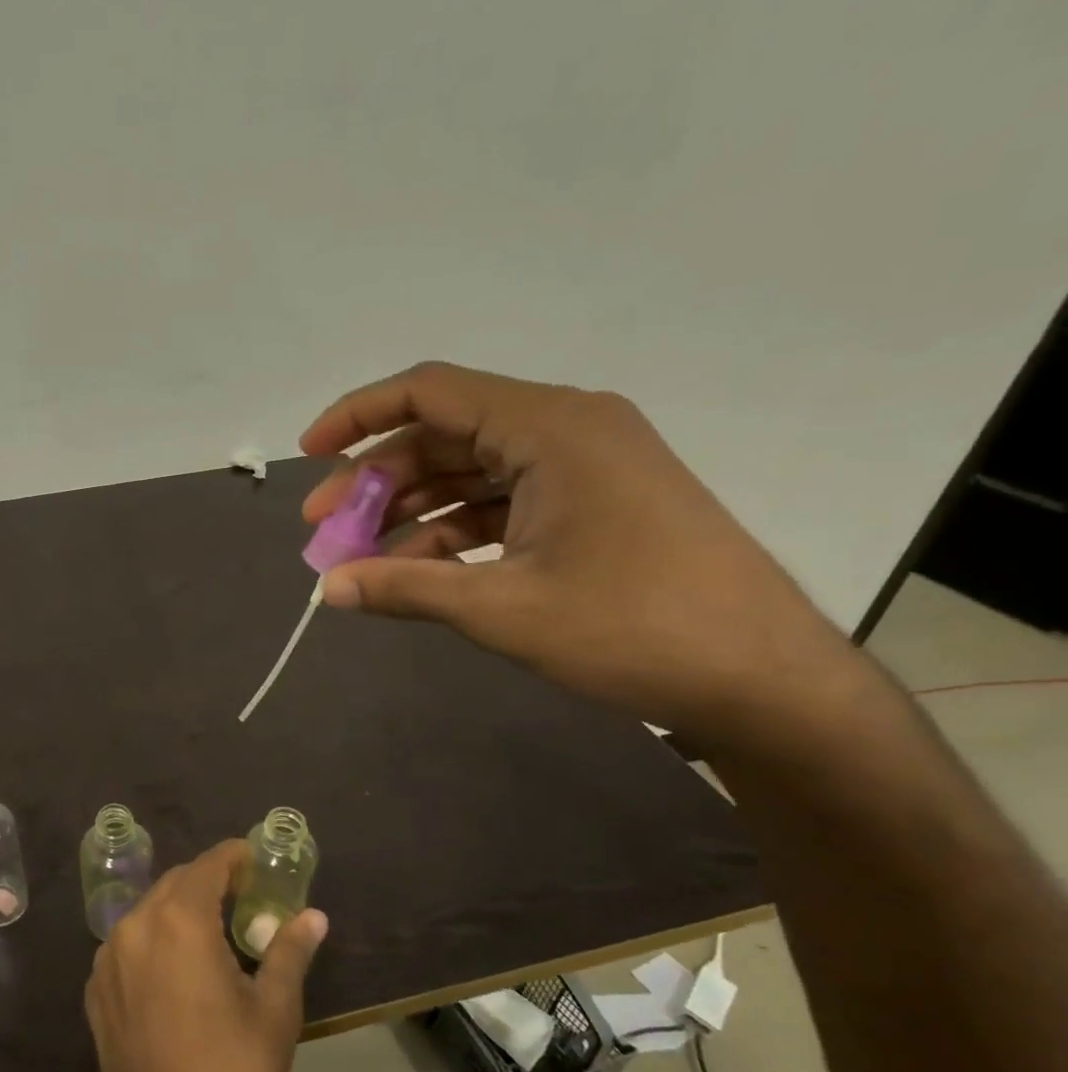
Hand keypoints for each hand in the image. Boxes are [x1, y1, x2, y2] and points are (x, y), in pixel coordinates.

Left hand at [84, 841, 326, 1071]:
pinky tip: (179, 974)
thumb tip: (313, 917)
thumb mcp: (273, 1012)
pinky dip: (156, 941)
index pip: (208, 865)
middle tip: (245, 901)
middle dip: (210, 883)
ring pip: (149, 911)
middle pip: (176, 883)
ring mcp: (108, 957)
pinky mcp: (96, 988)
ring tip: (214, 937)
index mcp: (179, 921)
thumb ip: (289, 951)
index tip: (257, 862)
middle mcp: (136, 925)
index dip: (235, 857)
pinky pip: (130, 944)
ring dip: (181, 911)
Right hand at [301, 362, 858, 744]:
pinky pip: (500, 503)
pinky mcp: (590, 504)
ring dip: (409, 513)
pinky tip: (414, 574)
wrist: (762, 680)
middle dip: (375, 482)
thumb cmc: (633, 629)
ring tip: (360, 561)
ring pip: (468, 472)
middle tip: (324, 531)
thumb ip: (404, 589)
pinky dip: (451, 533)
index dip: (358, 414)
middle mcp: (565, 429)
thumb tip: (327, 589)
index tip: (309, 454)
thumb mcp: (502, 608)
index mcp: (550, 427)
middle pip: (443, 435)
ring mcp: (581, 468)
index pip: (430, 391)